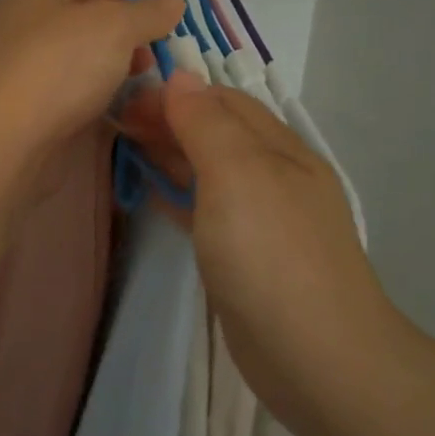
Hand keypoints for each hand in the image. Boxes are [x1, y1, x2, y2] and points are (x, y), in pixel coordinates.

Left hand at [0, 0, 183, 176]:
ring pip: (73, 59)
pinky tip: (107, 112)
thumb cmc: (60, 65)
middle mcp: (22, 21)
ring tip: (135, 89)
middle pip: (83, 20)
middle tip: (147, 62)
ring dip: (106, 71)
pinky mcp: (18, 104)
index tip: (158, 25)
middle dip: (122, 38)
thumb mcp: (116, 27)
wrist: (4, 138)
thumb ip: (148, 12)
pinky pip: (61, 92)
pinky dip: (85, 98)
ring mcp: (17, 65)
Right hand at [119, 75, 395, 421]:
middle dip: (170, 121)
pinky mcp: (246, 258)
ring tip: (127, 148)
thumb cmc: (272, 255)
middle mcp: (274, 178)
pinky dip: (178, 194)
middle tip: (118, 124)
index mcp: (280, 149)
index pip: (224, 101)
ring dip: (172, 154)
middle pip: (217, 133)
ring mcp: (262, 221)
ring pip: (210, 171)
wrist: (316, 358)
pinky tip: (153, 194)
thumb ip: (207, 124)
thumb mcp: (238, 174)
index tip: (125, 97)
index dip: (176, 93)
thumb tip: (180, 76)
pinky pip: (207, 210)